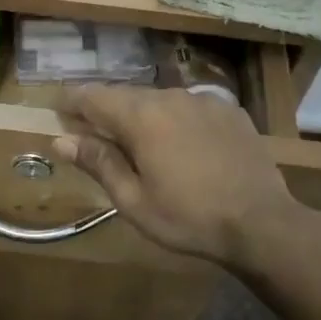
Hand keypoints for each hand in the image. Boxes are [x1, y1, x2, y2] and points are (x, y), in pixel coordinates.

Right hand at [52, 86, 318, 267]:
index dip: (71, 101)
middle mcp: (170, 96)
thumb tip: (61, 139)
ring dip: (142, 116)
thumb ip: (98, 163)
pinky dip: (175, 120)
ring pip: (159, 100)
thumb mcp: (133, 200)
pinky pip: (189, 107)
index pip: (93, 95)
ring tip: (140, 144)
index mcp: (141, 116)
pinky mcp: (230, 110)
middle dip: (105, 111)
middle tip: (94, 134)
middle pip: (126, 96)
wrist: (263, 223)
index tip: (57, 111)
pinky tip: (182, 146)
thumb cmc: (189, 218)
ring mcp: (204, 100)